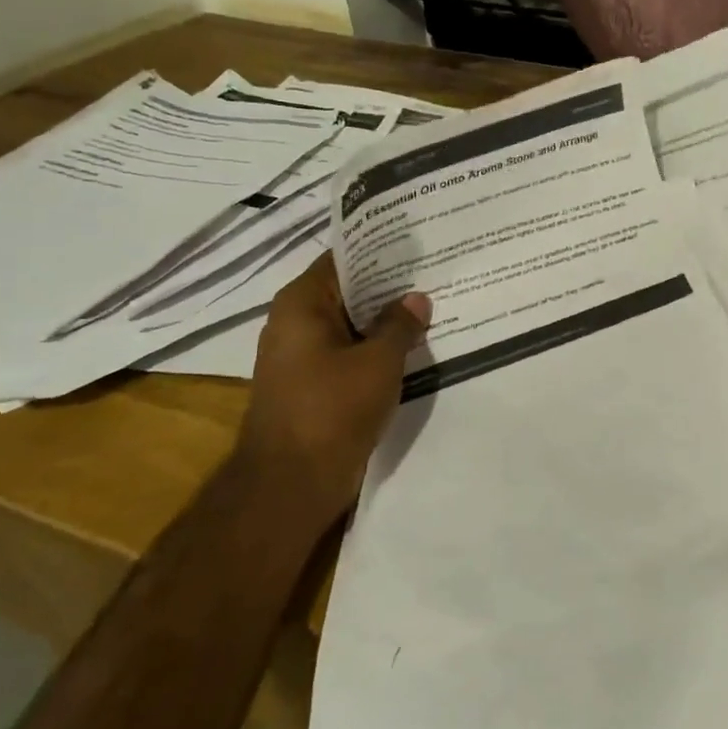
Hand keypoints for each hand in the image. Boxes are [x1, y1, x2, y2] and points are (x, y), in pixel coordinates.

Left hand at [240, 251, 429, 522]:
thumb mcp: (379, 361)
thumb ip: (401, 324)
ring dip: (386, 320)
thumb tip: (417, 298)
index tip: (418, 243)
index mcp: (301, 304)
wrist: (291, 485)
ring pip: (352, 325)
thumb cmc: (332, 410)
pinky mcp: (314, 385)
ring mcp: (302, 356)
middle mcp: (295, 322)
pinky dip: (377, 348)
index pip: (343, 259)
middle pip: (348, 291)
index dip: (380, 250)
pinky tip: (414, 347)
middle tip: (436, 273)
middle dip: (390, 286)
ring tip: (433, 306)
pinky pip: (350, 353)